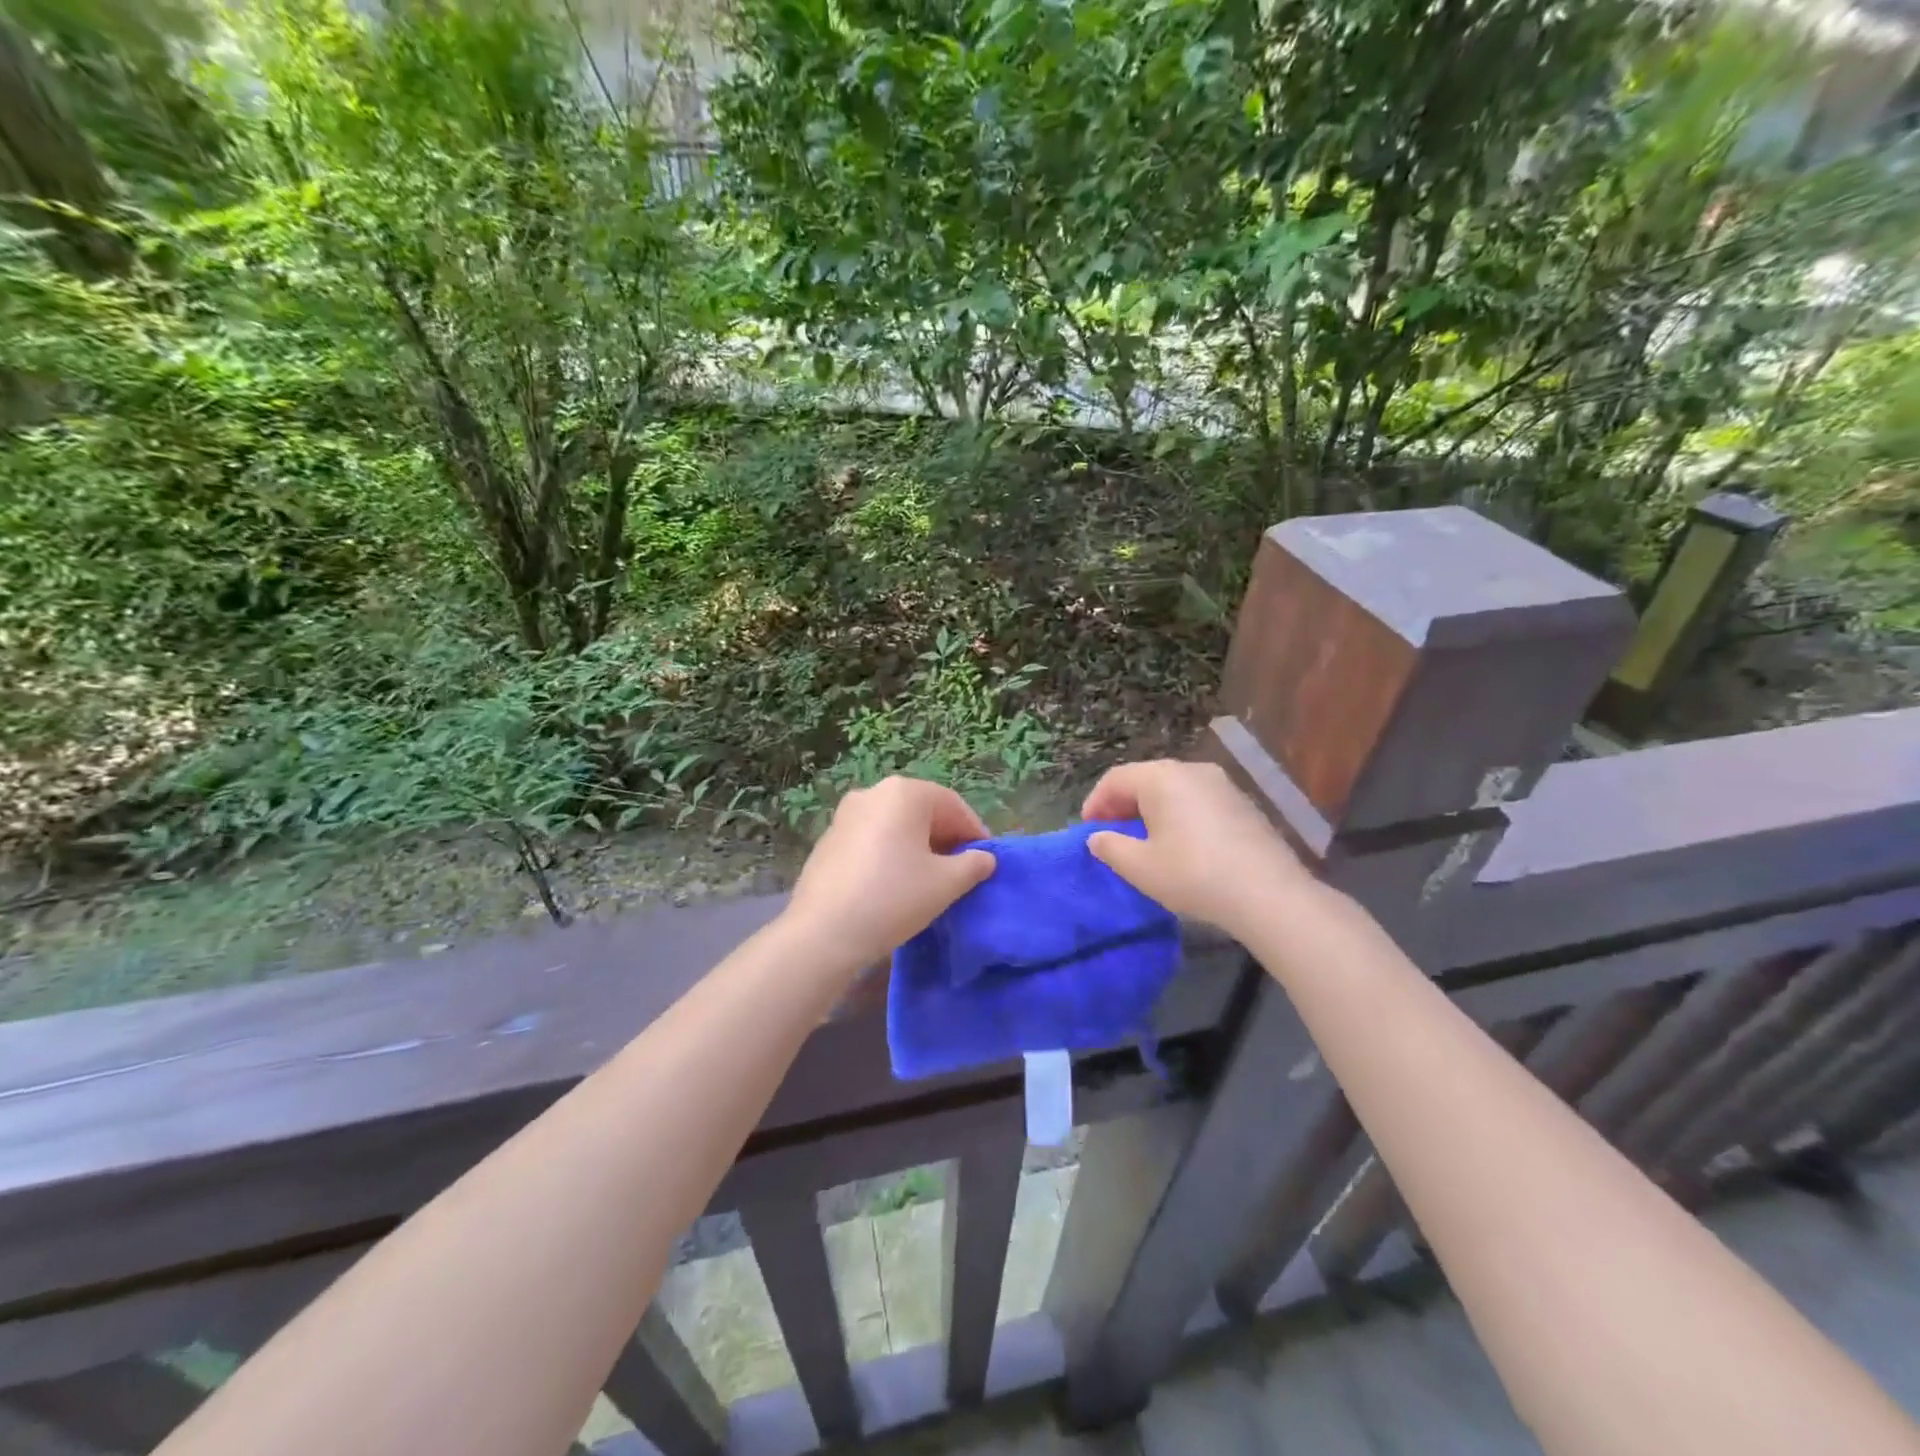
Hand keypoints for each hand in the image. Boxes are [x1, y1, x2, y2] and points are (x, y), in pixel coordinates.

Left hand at [785, 776, 995, 971]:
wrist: (823, 932)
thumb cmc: (893, 897)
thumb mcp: (946, 884)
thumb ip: (973, 865)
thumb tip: (984, 859)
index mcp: (904, 793)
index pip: (953, 805)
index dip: (974, 832)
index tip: (987, 860)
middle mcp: (873, 792)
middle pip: (922, 810)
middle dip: (946, 838)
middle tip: (961, 870)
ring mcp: (846, 814)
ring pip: (896, 824)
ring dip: (918, 845)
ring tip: (930, 879)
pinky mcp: (829, 839)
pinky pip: (872, 838)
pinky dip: (891, 852)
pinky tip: (894, 883)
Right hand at [1082, 759, 1311, 934]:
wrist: (1269, 895)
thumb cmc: (1193, 875)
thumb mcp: (1140, 867)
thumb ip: (1110, 847)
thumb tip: (1098, 838)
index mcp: (1161, 778)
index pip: (1116, 779)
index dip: (1095, 803)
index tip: (1087, 831)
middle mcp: (1192, 770)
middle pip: (1145, 779)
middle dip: (1123, 805)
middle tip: (1111, 835)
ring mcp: (1222, 785)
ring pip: (1173, 790)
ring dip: (1151, 811)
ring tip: (1144, 841)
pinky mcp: (1243, 804)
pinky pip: (1198, 801)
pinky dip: (1179, 816)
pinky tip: (1181, 845)